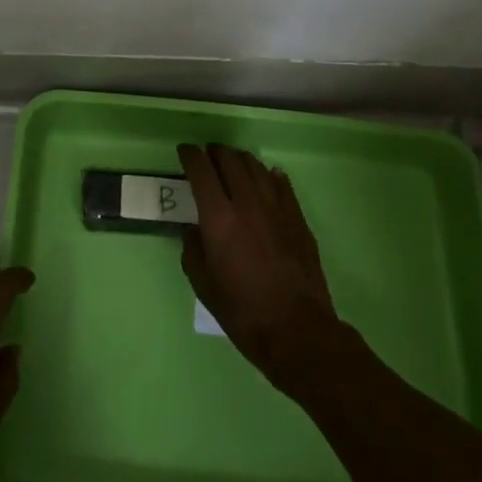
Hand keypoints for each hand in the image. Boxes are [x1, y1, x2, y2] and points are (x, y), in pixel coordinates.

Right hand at [179, 143, 340, 392]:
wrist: (297, 330)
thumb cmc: (243, 312)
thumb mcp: (204, 285)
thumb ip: (193, 250)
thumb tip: (192, 230)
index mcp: (219, 217)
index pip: (201, 170)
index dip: (190, 156)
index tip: (184, 152)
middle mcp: (247, 202)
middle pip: (230, 160)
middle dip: (215, 152)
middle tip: (208, 155)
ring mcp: (277, 208)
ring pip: (256, 167)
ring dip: (240, 160)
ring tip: (233, 163)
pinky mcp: (298, 218)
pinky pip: (281, 184)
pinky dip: (269, 175)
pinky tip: (267, 177)